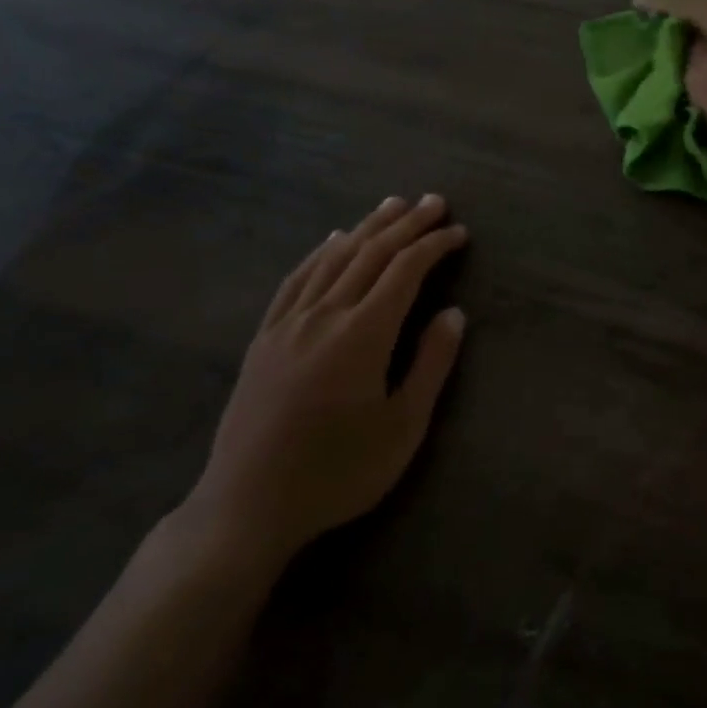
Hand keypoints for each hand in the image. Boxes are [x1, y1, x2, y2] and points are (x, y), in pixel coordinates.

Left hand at [179, 194, 467, 579]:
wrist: (248, 506)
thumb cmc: (337, 472)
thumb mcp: (402, 428)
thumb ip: (430, 364)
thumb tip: (454, 313)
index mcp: (362, 335)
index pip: (405, 271)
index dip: (434, 245)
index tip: (459, 231)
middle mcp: (324, 315)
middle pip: (369, 254)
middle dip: (406, 224)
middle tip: (433, 201)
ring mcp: (288, 323)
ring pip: (332, 258)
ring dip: (366, 227)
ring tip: (391, 205)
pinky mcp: (264, 338)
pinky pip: (296, 279)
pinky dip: (320, 252)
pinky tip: (331, 240)